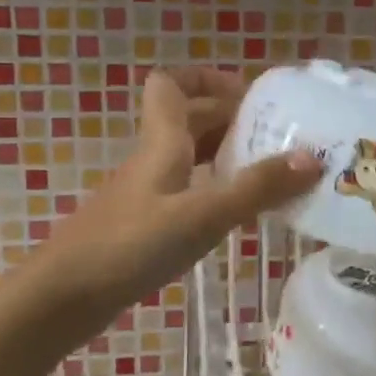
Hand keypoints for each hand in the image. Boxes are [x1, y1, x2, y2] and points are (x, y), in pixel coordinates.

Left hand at [26, 66, 320, 315]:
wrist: (63, 297)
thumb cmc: (131, 245)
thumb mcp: (202, 216)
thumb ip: (256, 188)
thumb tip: (312, 158)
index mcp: (162, 142)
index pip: (172, 85)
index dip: (207, 78)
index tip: (250, 94)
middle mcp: (153, 159)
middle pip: (189, 119)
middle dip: (231, 118)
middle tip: (278, 135)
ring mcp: (145, 193)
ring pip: (188, 156)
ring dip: (225, 154)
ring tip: (268, 171)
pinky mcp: (142, 224)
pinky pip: (185, 190)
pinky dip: (213, 190)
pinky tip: (234, 213)